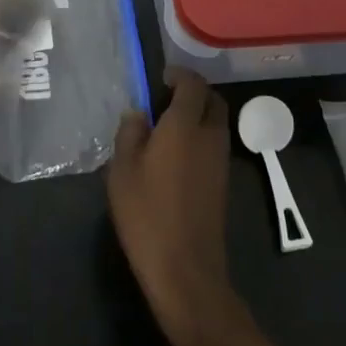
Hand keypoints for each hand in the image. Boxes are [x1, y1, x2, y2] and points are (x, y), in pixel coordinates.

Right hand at [107, 68, 242, 345]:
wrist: (185, 271)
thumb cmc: (147, 213)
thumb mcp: (122, 170)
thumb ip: (129, 133)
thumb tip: (138, 113)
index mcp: (185, 125)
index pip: (192, 84)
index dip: (178, 75)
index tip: (159, 79)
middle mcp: (209, 136)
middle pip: (212, 100)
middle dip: (193, 92)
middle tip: (165, 99)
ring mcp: (220, 161)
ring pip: (216, 123)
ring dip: (198, 116)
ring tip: (167, 128)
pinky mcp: (222, 184)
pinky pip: (215, 145)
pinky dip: (200, 139)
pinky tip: (176, 157)